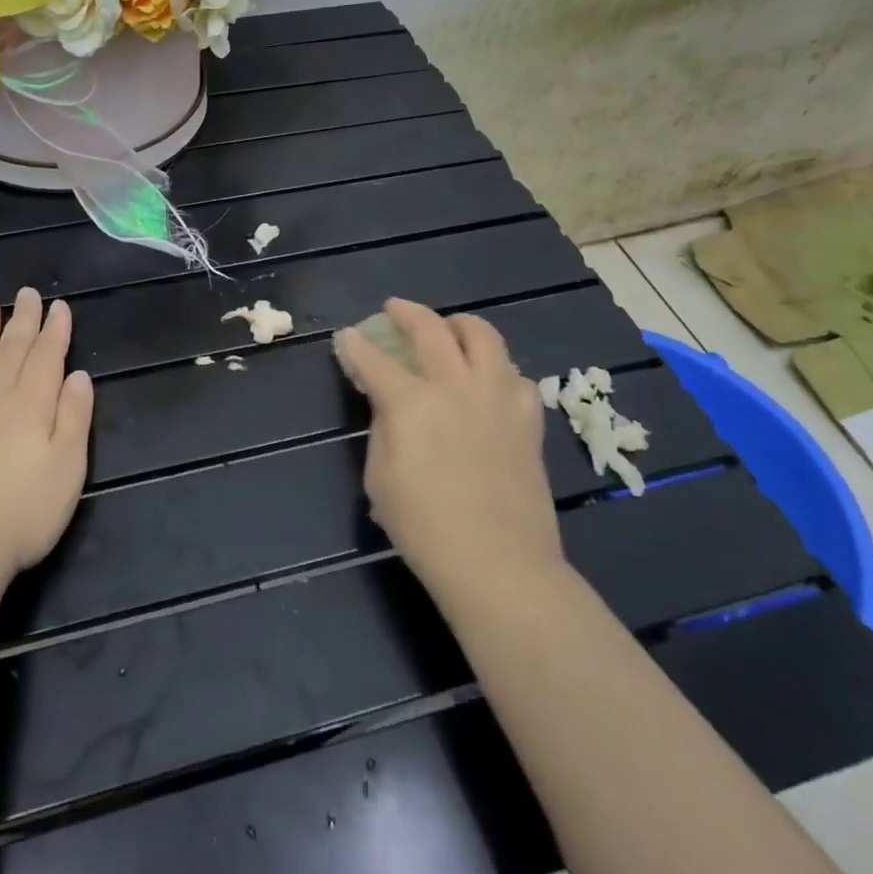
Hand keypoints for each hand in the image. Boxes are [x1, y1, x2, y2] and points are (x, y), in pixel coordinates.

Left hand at [0, 288, 94, 589]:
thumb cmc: (22, 513)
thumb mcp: (68, 468)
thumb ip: (74, 417)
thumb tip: (78, 376)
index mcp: (31, 404)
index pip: (46, 356)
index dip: (55, 330)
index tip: (59, 306)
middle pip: (10, 350)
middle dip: (22, 320)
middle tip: (26, 294)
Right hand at [334, 299, 561, 608]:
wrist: (498, 563)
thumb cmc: (424, 527)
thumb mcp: (380, 478)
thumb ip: (383, 428)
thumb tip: (389, 403)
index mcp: (412, 402)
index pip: (373, 360)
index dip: (354, 345)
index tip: (346, 336)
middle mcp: (455, 385)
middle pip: (430, 328)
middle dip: (405, 312)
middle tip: (394, 310)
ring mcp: (496, 397)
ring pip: (484, 336)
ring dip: (460, 325)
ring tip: (450, 330)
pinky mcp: (527, 418)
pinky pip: (516, 376)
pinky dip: (498, 370)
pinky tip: (490, 382)